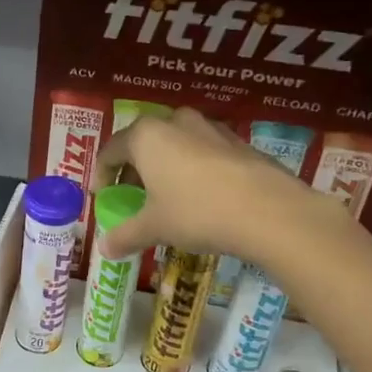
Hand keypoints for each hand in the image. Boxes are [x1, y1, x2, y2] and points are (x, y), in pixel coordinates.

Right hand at [96, 107, 310, 261]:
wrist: (269, 212)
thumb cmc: (196, 212)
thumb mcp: (154, 228)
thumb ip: (125, 235)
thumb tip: (104, 249)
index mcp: (146, 136)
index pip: (111, 150)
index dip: (102, 175)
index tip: (103, 197)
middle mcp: (176, 122)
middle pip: (144, 143)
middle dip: (135, 170)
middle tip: (134, 197)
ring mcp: (211, 129)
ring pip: (176, 145)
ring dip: (166, 167)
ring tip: (168, 198)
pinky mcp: (240, 144)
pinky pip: (205, 153)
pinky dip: (194, 171)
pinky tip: (202, 199)